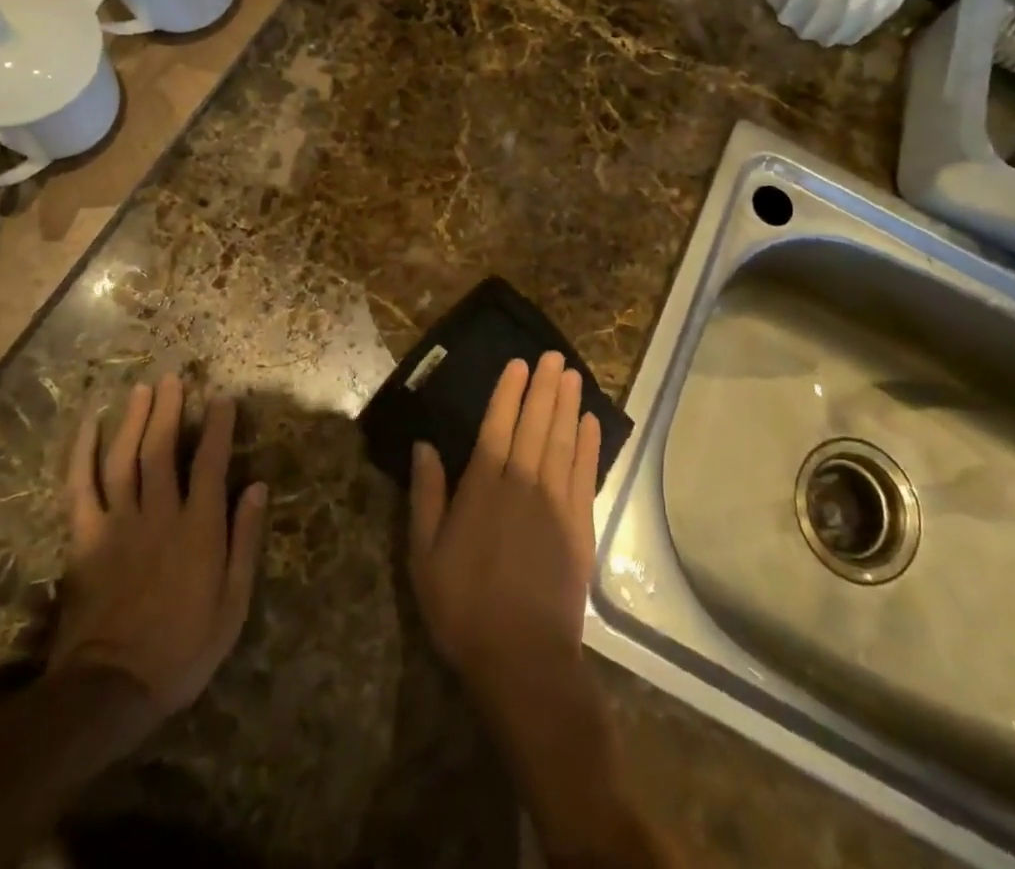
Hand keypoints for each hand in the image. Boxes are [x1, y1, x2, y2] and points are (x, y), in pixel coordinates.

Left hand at [53, 376, 267, 718]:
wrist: (112, 690)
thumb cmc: (183, 649)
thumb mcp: (233, 604)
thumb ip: (245, 541)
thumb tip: (258, 487)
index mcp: (198, 528)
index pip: (211, 462)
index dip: (218, 427)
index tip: (223, 399)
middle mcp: (159, 514)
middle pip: (162, 449)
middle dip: (169, 409)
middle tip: (174, 378)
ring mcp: (117, 524)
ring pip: (124, 458)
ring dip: (133, 420)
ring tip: (142, 389)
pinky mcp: (85, 539)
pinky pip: (79, 488)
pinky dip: (81, 454)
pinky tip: (87, 427)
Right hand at [408, 352, 602, 712]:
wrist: (524, 659)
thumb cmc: (464, 607)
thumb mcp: (425, 556)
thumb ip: (426, 496)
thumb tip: (424, 446)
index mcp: (483, 489)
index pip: (498, 426)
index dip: (508, 392)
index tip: (518, 363)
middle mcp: (523, 485)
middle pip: (535, 425)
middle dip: (544, 388)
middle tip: (553, 356)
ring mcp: (556, 504)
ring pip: (563, 441)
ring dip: (568, 405)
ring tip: (572, 374)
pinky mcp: (580, 526)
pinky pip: (585, 474)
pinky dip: (588, 445)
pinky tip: (590, 423)